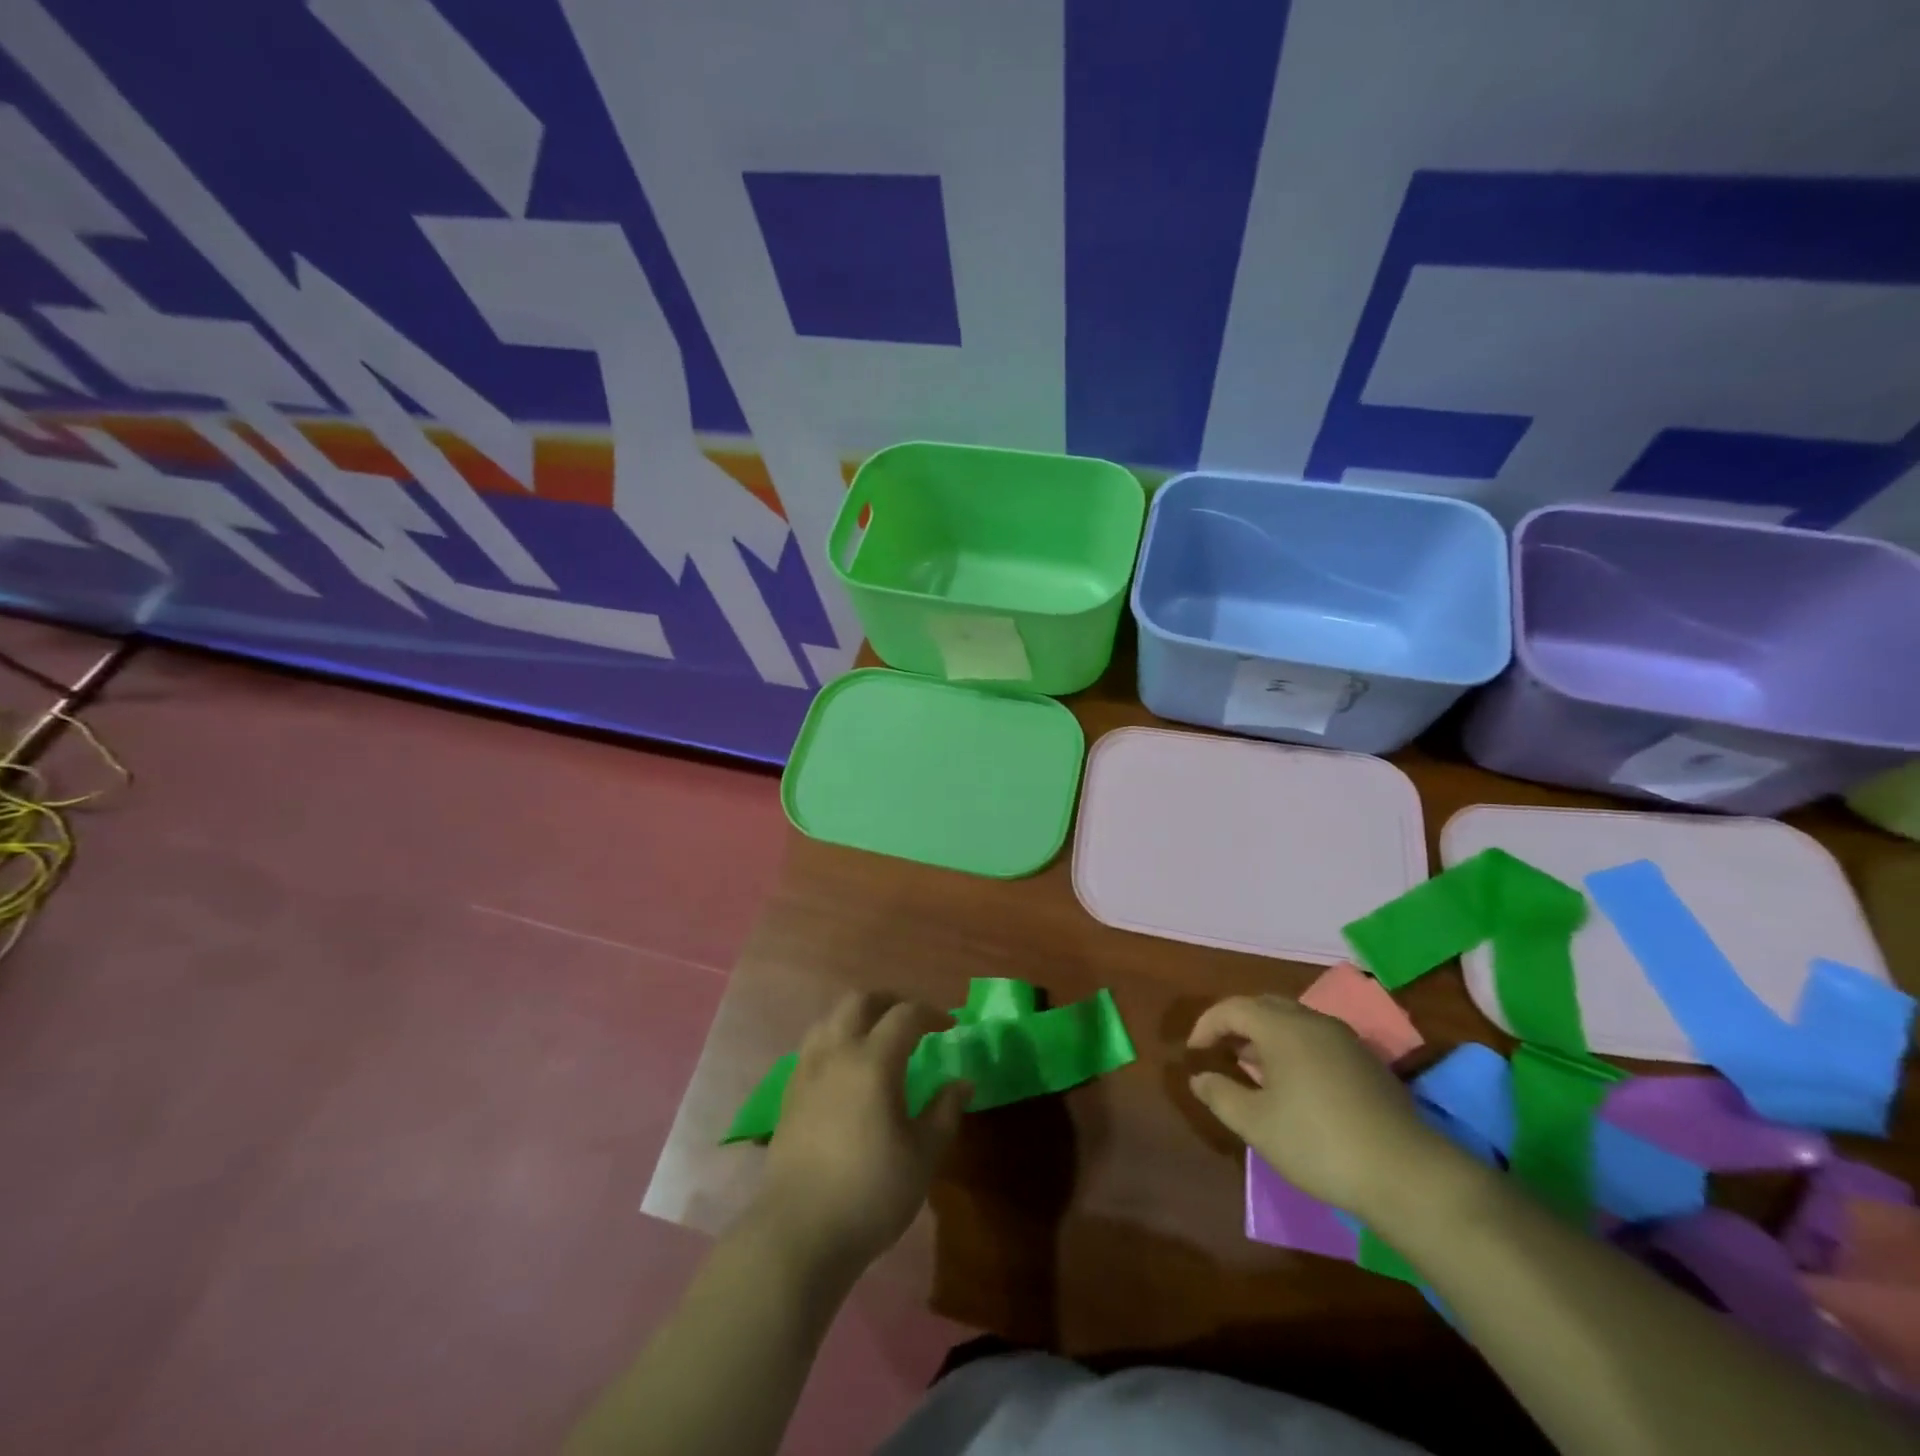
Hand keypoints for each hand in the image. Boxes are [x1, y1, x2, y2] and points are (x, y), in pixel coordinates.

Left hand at [753, 993, 969, 1276]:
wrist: (798, 1233)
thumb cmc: (870, 1193)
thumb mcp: (923, 1156)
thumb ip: (944, 1112)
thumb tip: (963, 1082)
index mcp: (873, 1061)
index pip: (905, 1015)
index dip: (932, 1013)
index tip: (950, 1026)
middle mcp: (837, 1053)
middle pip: (860, 1002)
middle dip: (890, 1001)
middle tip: (913, 1020)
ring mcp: (807, 1072)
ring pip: (830, 1019)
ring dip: (857, 1017)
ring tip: (877, 1038)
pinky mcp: (789, 1095)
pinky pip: (813, 1047)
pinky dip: (835, 1041)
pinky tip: (846, 1071)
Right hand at [1188, 994, 1455, 1218]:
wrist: (1407, 1174)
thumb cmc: (1318, 1143)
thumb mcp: (1256, 1124)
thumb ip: (1220, 1094)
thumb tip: (1199, 1077)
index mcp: (1282, 1027)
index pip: (1233, 1008)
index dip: (1207, 1025)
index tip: (1194, 1052)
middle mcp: (1313, 1021)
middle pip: (1264, 1006)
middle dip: (1237, 1024)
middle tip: (1220, 1052)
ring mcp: (1345, 1039)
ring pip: (1293, 1021)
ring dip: (1266, 1036)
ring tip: (1253, 1068)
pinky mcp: (1367, 1062)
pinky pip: (1316, 1039)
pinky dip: (1293, 1048)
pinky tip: (1293, 1084)